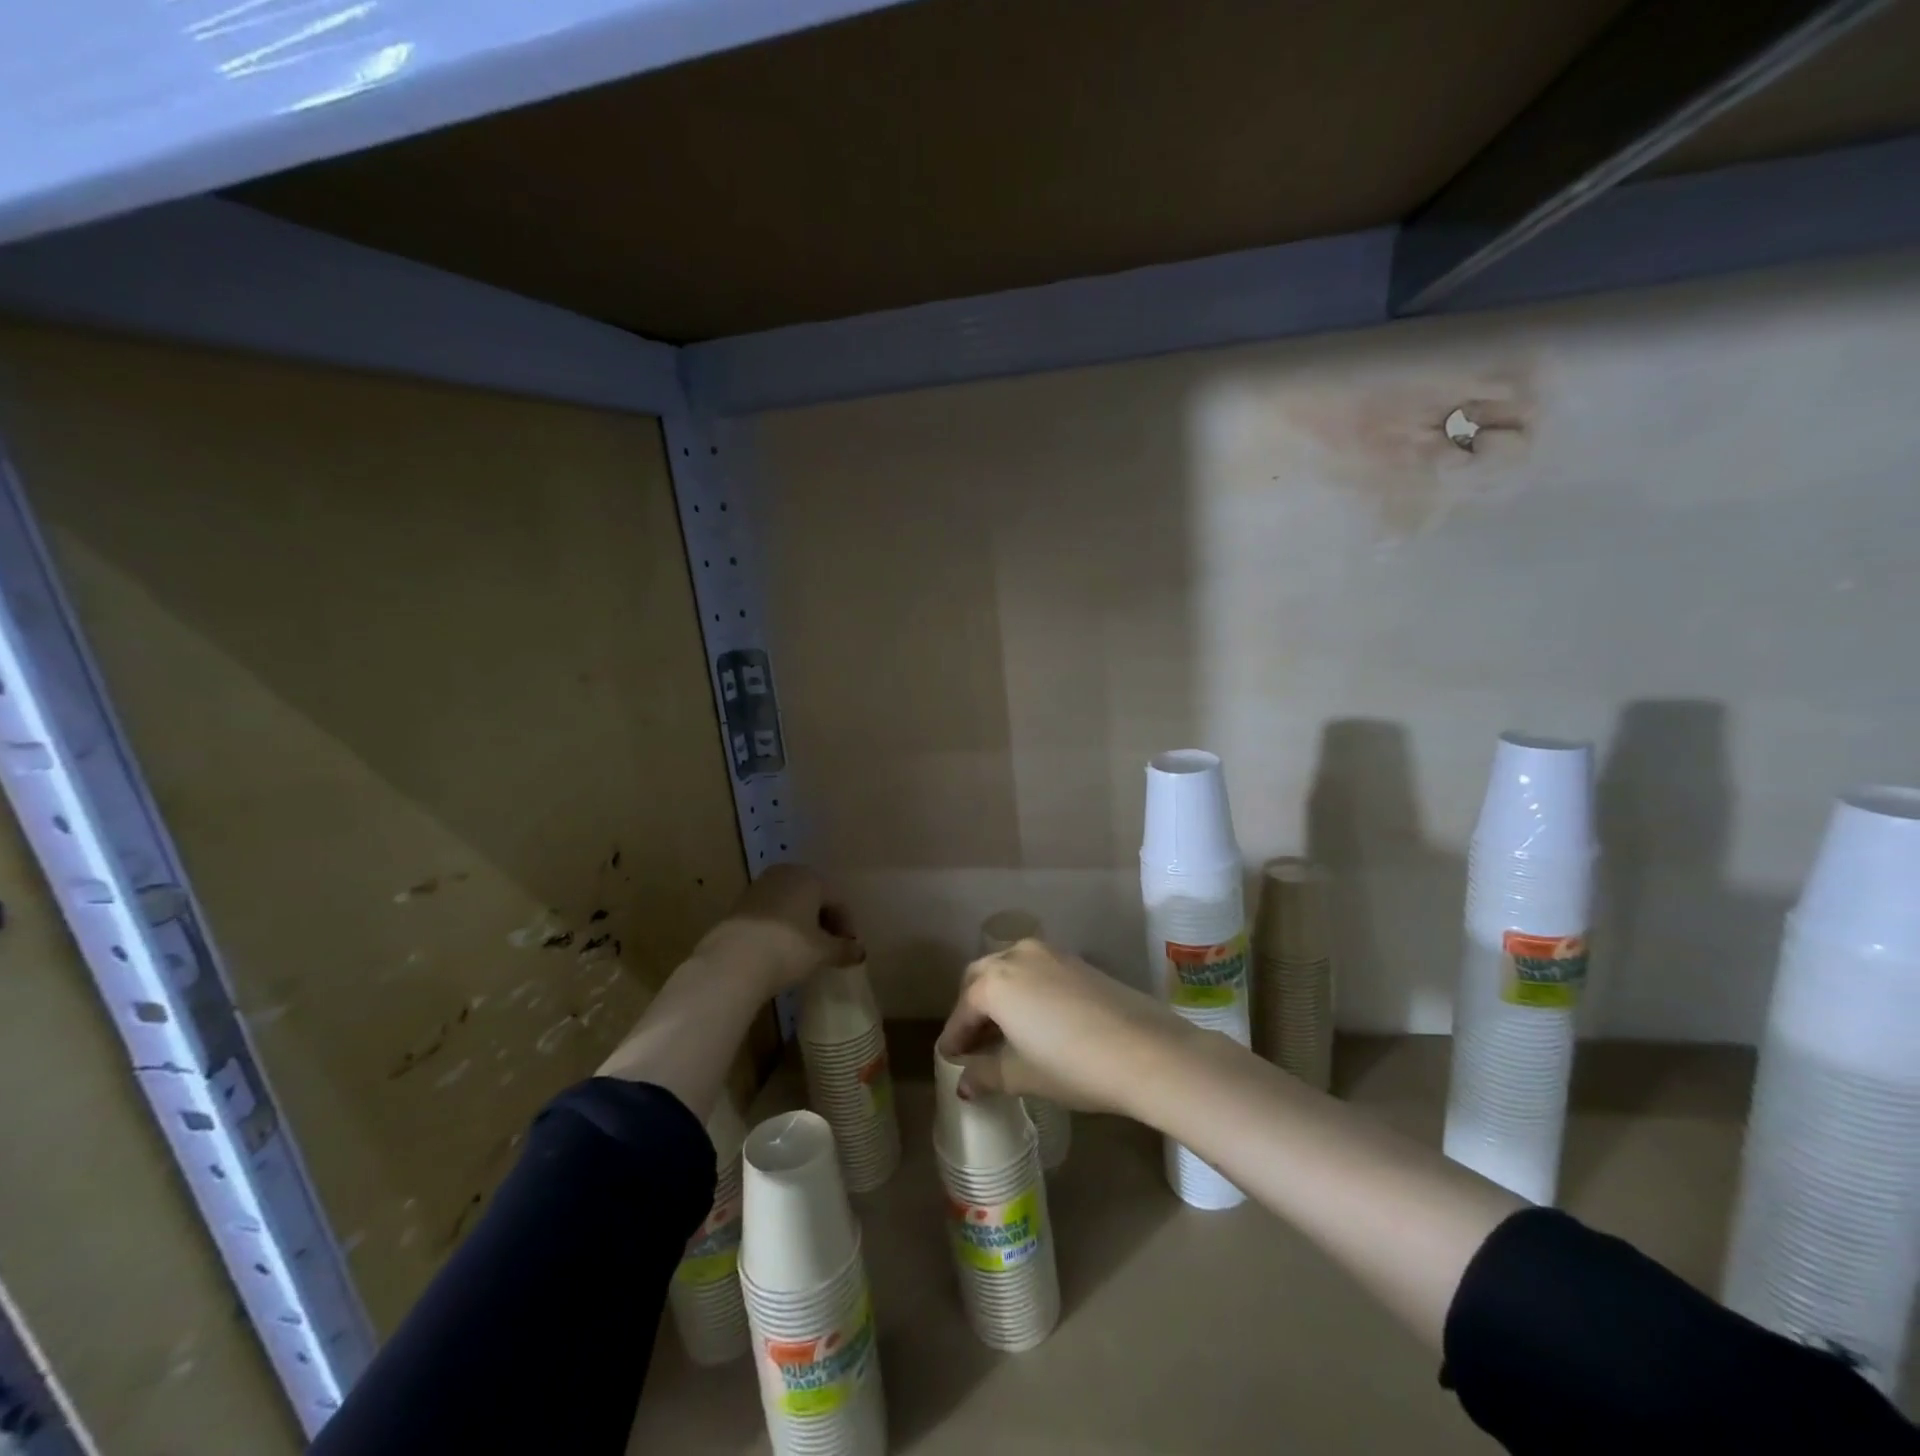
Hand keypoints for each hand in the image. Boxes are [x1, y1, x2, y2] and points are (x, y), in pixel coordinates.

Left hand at [692, 863, 858, 994]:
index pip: (838, 900)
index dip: (847, 926)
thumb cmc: (787, 949)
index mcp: (810, 877)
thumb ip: (844, 949)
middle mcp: (785, 874)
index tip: (849, 949)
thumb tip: (860, 952)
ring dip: (802, 924)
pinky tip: (781, 949)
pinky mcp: (739, 905)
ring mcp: (759, 887)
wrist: (731, 963)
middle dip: (825, 922)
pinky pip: (771, 912)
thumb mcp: (822, 952)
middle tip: (830, 948)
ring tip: (806, 950)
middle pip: (814, 897)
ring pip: (791, 904)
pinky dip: (782, 926)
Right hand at [936, 938, 1197, 1118]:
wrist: (1145, 1050)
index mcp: (995, 982)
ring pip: (1009, 968)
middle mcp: (1016, 955)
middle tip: (972, 1041)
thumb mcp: (1023, 1075)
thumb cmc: (1073, 1066)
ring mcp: (1049, 953)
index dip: (954, 1036)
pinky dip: (1024, 988)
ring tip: (1002, 1031)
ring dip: (998, 994)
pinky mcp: (1075, 959)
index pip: (963, 1009)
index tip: (948, 1057)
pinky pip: (1035, 969)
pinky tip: (1034, 1018)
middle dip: (972, 1007)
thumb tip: (964, 1083)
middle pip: (981, 977)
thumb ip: (986, 1075)